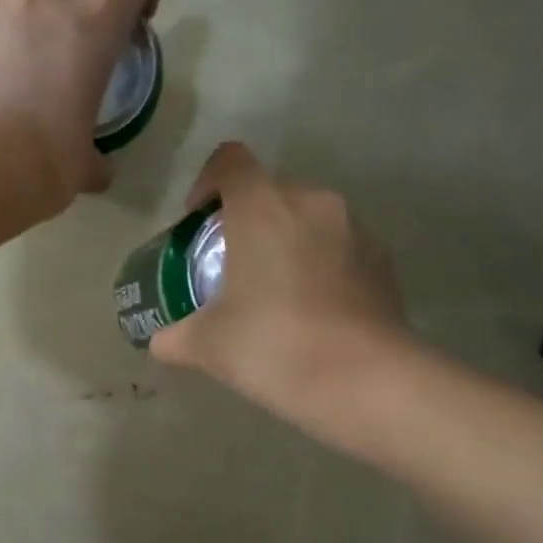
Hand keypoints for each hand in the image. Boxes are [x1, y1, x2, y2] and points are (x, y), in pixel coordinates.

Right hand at [150, 142, 416, 419]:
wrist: (364, 381)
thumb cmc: (272, 345)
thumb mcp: (206, 345)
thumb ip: (174, 336)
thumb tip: (160, 342)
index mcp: (262, 207)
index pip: (229, 161)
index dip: (206, 182)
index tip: (196, 222)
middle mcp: (311, 202)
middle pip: (269, 189)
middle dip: (244, 218)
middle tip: (229, 264)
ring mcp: (354, 228)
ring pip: (307, 217)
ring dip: (284, 240)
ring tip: (271, 290)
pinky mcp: (382, 259)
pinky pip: (337, 245)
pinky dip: (318, 263)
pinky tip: (309, 310)